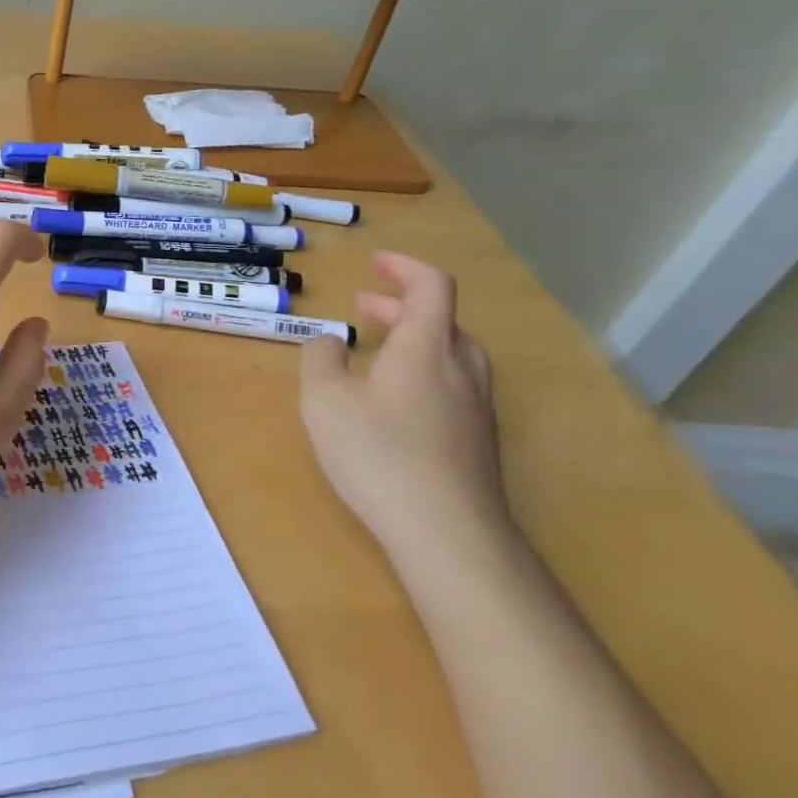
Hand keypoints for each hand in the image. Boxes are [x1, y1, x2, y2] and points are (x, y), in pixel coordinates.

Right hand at [299, 252, 508, 561]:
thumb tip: (329, 341)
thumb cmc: (378, 454)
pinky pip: (453, 387)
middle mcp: (461, 369)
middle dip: (401, 306)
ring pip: (452, 355)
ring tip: (378, 352)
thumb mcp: (324, 401)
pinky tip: (395, 404)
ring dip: (415, 340)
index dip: (405, 267)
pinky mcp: (478, 443)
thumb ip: (319, 360)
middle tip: (364, 307)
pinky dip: (424, 373)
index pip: (431, 286)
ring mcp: (476, 409)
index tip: (375, 263)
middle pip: (443, 320)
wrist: (449, 534)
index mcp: (426, 348)